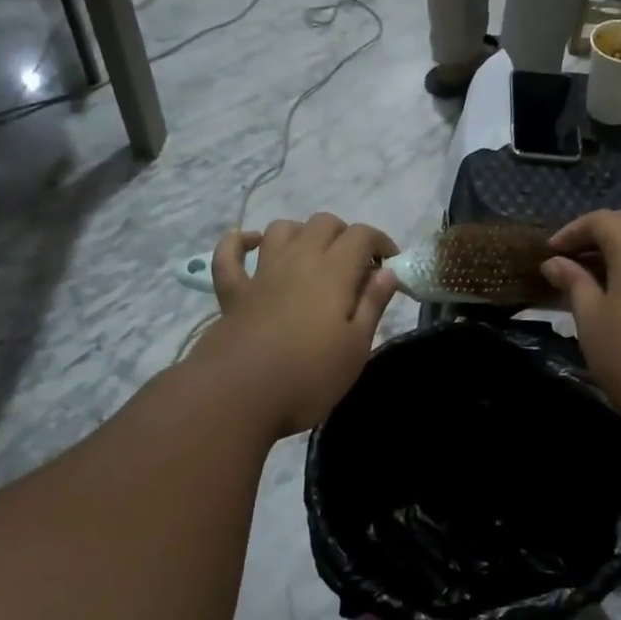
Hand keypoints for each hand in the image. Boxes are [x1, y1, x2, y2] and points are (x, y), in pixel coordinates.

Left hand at [193, 213, 399, 435]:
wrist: (240, 396)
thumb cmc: (309, 377)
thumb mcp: (356, 348)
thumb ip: (372, 305)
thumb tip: (388, 272)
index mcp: (333, 272)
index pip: (362, 235)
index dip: (381, 241)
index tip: (391, 265)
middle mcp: (298, 261)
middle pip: (323, 223)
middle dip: (345, 235)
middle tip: (356, 266)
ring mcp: (261, 274)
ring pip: (281, 229)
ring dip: (301, 233)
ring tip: (312, 255)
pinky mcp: (233, 292)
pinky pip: (229, 254)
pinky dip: (239, 242)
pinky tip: (251, 243)